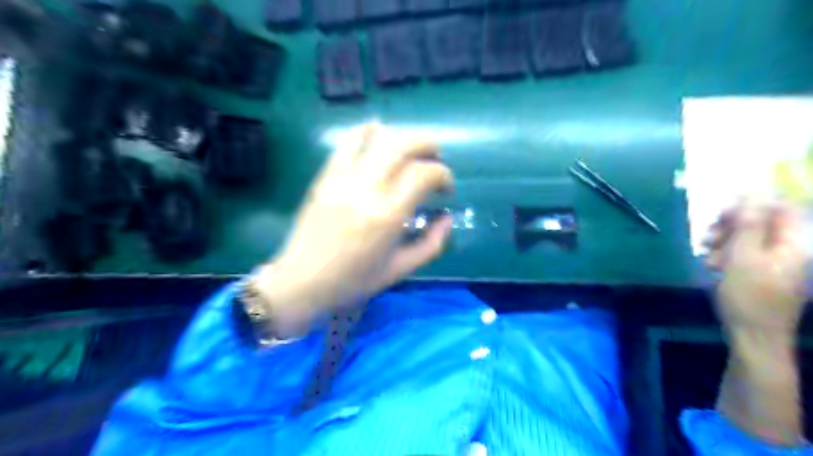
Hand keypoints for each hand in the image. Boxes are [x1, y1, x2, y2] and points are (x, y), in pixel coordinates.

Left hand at [258, 123, 454, 316]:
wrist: (302, 282)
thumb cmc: (354, 281)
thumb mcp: (401, 270)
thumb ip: (432, 244)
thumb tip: (447, 217)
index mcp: (388, 216)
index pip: (424, 174)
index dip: (443, 175)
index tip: (445, 189)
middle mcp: (366, 189)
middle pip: (404, 144)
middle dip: (428, 145)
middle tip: (435, 160)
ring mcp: (342, 179)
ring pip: (377, 136)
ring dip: (401, 136)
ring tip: (410, 151)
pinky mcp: (325, 177)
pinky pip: (347, 142)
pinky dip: (367, 132)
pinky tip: (378, 138)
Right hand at [702, 199, 808, 330]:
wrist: (753, 336)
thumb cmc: (749, 296)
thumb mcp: (742, 257)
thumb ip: (747, 225)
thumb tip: (752, 194)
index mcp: (792, 244)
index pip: (779, 209)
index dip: (750, 205)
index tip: (721, 213)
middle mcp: (787, 250)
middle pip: (760, 224)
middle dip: (731, 226)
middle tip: (708, 235)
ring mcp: (775, 263)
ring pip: (747, 239)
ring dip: (723, 242)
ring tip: (706, 254)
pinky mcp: (761, 274)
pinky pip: (743, 255)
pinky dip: (725, 256)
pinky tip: (711, 265)